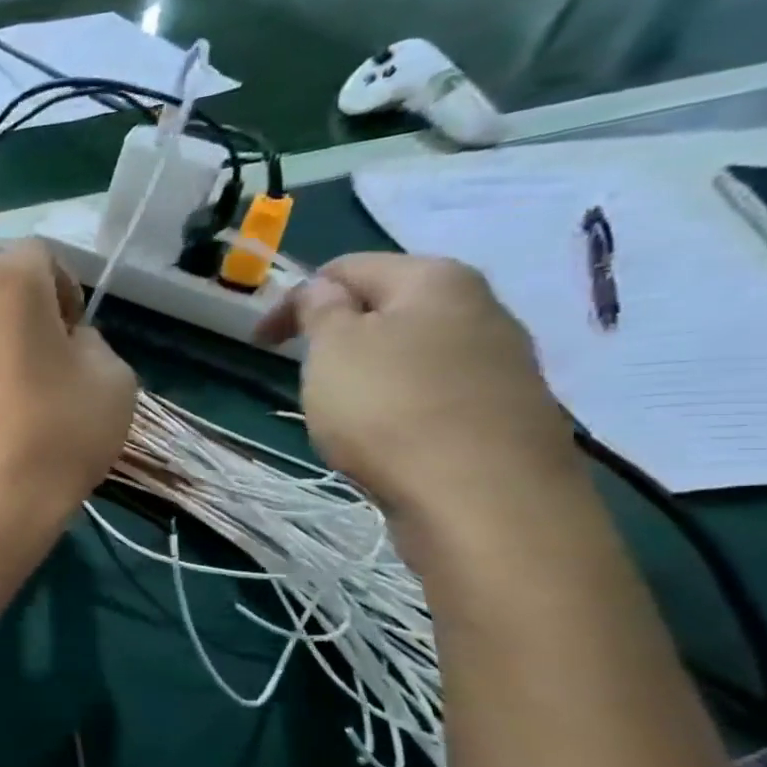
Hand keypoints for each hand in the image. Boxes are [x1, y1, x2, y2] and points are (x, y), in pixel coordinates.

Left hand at [0, 241, 136, 533]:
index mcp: (5, 282)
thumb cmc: (55, 436)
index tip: (72, 337)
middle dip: (21, 315)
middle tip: (40, 368)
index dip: (64, 290)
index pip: (39, 256)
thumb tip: (62, 342)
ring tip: (3, 393)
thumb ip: (90, 341)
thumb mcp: (114, 379)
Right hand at [257, 252, 580, 531]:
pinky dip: (401, 401)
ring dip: (370, 368)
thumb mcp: (332, 349)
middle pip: (388, 306)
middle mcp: (481, 307)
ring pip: (414, 350)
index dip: (294, 299)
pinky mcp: (507, 410)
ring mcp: (503, 361)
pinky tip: (387, 435)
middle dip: (337, 332)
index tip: (258, 342)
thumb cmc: (390, 409)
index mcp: (435, 279)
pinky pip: (437, 390)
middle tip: (302, 371)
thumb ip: (321, 309)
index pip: (347, 267)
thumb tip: (325, 290)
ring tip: (341, 408)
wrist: (484, 499)